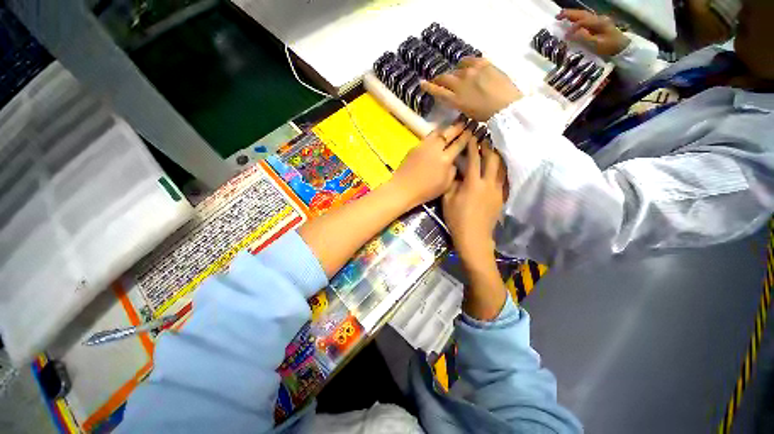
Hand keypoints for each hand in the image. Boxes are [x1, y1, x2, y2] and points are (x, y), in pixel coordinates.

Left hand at [391, 120, 471, 207]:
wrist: (403, 188)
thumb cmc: (426, 191)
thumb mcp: (445, 185)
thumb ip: (453, 171)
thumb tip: (454, 162)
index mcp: (445, 159)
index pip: (459, 144)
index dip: (466, 136)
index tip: (472, 130)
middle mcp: (435, 149)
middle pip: (448, 133)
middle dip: (457, 127)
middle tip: (464, 123)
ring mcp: (424, 146)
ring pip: (437, 132)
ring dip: (445, 129)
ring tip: (450, 127)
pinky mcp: (415, 147)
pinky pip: (427, 137)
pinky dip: (434, 135)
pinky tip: (436, 138)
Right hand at [421, 57, 522, 121]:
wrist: (507, 106)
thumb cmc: (487, 115)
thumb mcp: (467, 112)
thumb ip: (458, 102)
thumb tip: (455, 95)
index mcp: (456, 100)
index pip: (438, 91)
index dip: (428, 87)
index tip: (422, 83)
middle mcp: (460, 84)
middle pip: (444, 78)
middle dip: (438, 79)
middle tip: (437, 80)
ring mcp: (471, 72)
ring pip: (456, 68)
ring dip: (454, 72)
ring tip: (457, 74)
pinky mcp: (482, 64)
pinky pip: (469, 59)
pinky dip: (465, 63)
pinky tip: (466, 65)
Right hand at [442, 134, 506, 264]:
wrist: (473, 237)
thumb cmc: (456, 219)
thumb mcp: (448, 200)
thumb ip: (452, 183)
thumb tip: (456, 171)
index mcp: (473, 183)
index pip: (474, 159)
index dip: (473, 146)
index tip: (472, 136)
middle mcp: (488, 183)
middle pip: (493, 159)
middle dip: (489, 147)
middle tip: (485, 138)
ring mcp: (497, 191)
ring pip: (502, 168)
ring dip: (498, 157)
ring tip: (494, 149)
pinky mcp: (501, 198)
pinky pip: (505, 180)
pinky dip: (502, 171)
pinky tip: (499, 168)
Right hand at [557, 9, 629, 56]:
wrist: (621, 47)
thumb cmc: (609, 47)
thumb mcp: (596, 44)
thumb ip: (583, 37)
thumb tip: (570, 34)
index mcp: (598, 22)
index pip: (582, 21)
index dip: (572, 27)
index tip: (564, 35)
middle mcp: (598, 18)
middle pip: (582, 14)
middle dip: (569, 14)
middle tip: (557, 16)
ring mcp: (598, 20)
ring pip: (583, 14)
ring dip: (572, 14)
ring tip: (561, 16)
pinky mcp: (597, 23)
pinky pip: (585, 18)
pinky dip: (576, 18)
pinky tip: (571, 20)